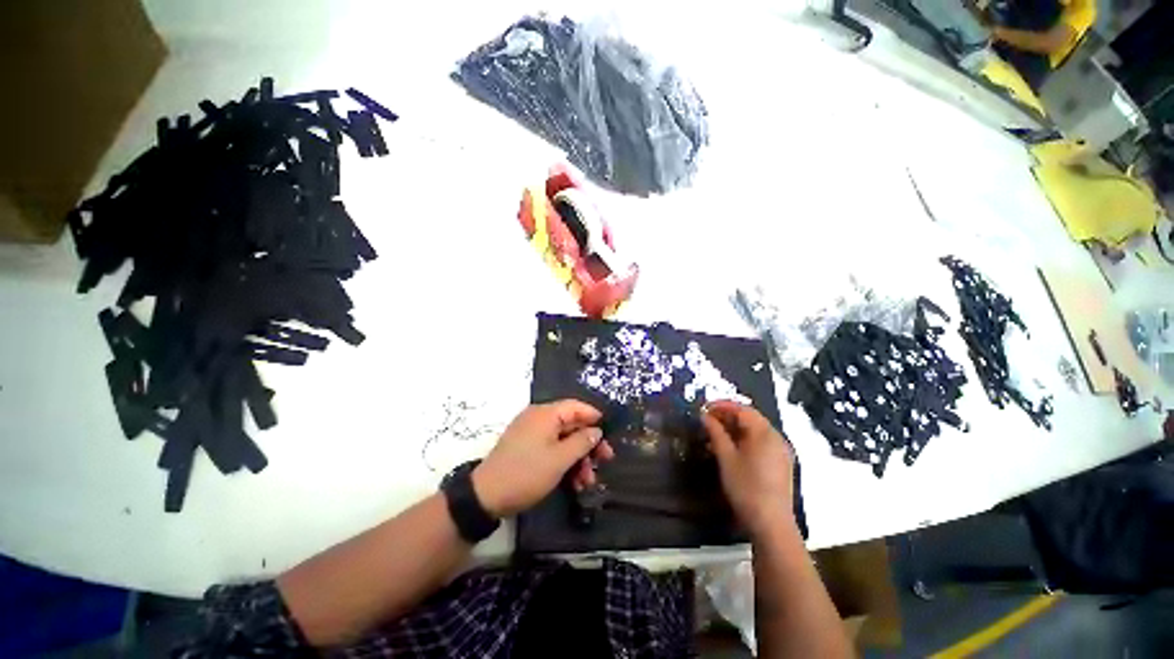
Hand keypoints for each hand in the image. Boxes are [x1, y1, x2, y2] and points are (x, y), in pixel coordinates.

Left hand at [472, 401, 614, 517]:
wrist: (486, 496)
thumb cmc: (527, 473)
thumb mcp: (559, 459)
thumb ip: (582, 442)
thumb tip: (596, 431)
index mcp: (546, 414)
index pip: (576, 406)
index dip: (594, 417)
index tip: (609, 433)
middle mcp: (539, 418)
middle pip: (571, 425)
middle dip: (588, 445)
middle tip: (604, 461)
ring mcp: (531, 433)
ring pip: (563, 440)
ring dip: (578, 459)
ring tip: (587, 482)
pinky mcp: (526, 448)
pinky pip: (551, 449)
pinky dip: (563, 463)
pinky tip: (573, 483)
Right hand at [702, 400, 795, 536]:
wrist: (771, 524)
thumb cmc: (746, 487)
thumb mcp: (726, 458)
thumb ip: (715, 433)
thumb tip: (705, 416)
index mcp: (764, 433)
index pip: (742, 409)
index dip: (722, 406)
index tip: (704, 408)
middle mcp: (776, 438)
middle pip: (750, 418)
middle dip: (727, 416)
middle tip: (707, 420)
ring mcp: (780, 451)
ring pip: (755, 431)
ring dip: (734, 429)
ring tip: (714, 434)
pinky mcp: (780, 464)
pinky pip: (760, 443)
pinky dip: (744, 440)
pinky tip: (729, 449)